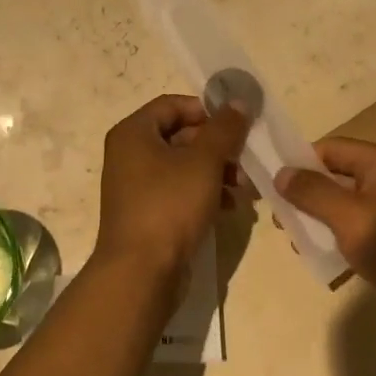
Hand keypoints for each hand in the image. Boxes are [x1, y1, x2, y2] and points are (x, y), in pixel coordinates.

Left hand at [96, 94, 251, 284]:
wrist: (140, 274)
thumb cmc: (169, 206)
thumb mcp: (203, 161)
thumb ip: (224, 128)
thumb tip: (239, 101)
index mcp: (133, 133)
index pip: (173, 105)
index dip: (207, 110)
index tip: (236, 126)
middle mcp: (130, 154)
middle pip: (180, 135)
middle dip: (217, 146)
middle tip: (246, 160)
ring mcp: (136, 186)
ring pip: (183, 165)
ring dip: (216, 171)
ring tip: (244, 188)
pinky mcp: (147, 213)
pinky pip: (179, 191)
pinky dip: (204, 193)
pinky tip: (229, 207)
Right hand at [276, 139, 375, 324]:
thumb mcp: (351, 221)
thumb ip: (314, 194)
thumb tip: (281, 173)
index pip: (329, 149)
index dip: (299, 165)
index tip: (273, 191)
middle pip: (339, 174)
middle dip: (309, 195)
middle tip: (283, 223)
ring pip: (350, 200)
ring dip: (324, 217)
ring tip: (302, 242)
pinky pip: (365, 221)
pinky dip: (345, 232)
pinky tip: (332, 257)